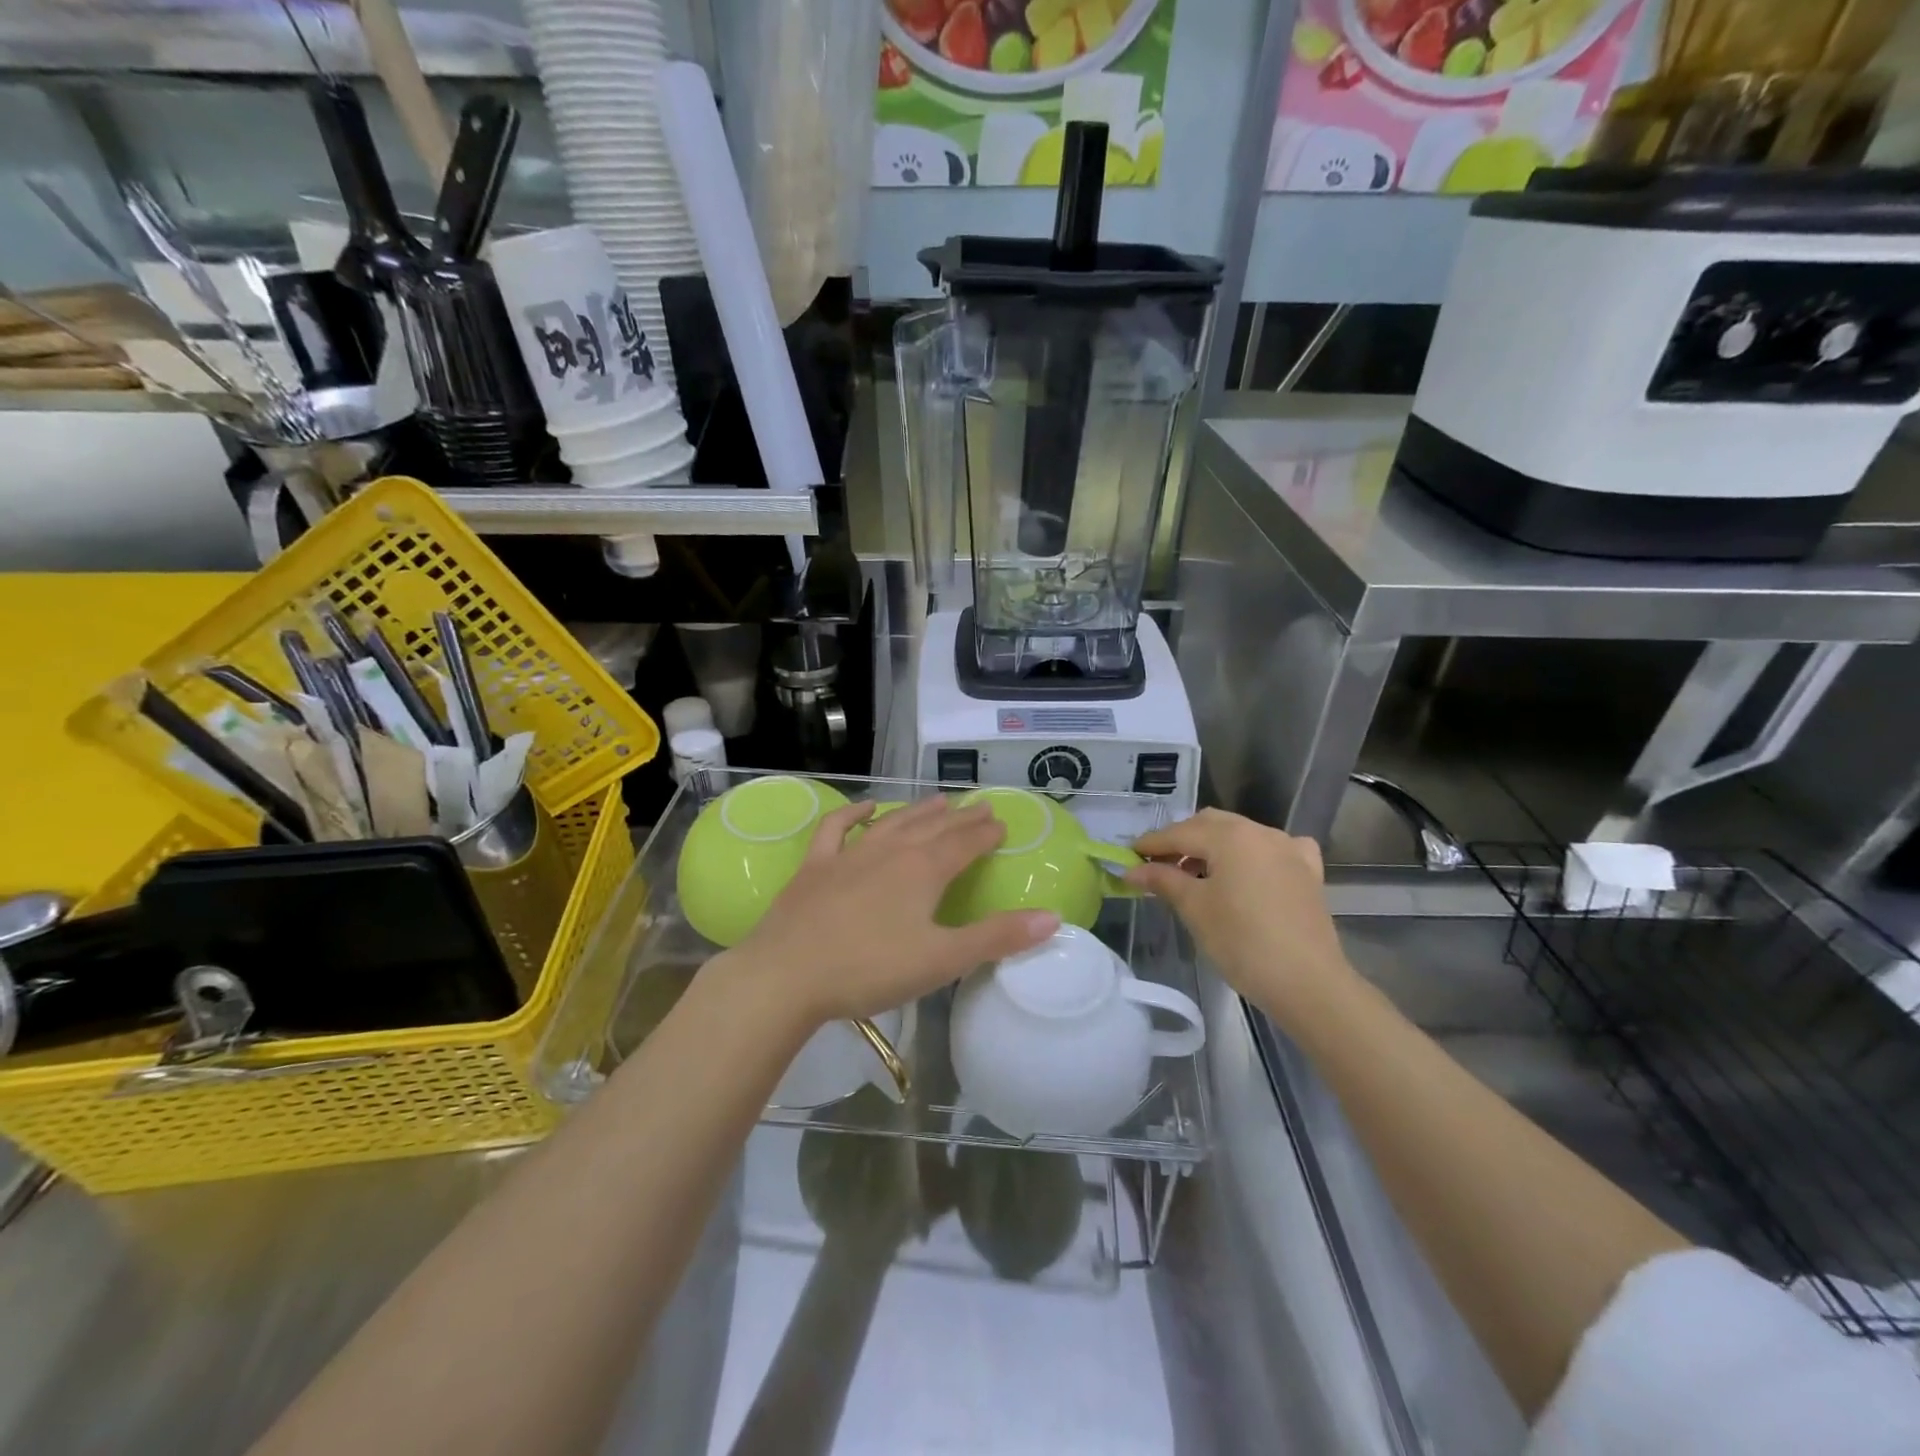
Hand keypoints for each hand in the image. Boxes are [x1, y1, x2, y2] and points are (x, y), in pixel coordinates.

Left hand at [721, 797, 1059, 1027]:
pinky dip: (853, 814)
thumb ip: (997, 938)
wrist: (786, 975)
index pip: (965, 843)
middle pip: (933, 827)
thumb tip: (1052, 917)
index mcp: (924, 870)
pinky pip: (837, 828)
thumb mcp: (942, 959)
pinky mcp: (816, 867)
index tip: (1001, 823)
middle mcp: (891, 851)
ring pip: (893, 823)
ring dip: (919, 811)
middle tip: (980, 807)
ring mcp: (850, 855)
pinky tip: (867, 808)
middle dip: (960, 818)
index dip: (986, 833)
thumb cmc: (870, 969)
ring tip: (939, 801)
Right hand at [1125, 809, 1354, 1029]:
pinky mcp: (1307, 872)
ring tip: (1194, 872)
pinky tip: (1249, 870)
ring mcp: (1289, 850)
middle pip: (1210, 825)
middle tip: (1157, 865)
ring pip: (1241, 834)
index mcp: (1230, 836)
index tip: (1127, 856)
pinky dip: (1253, 854)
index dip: (1150, 844)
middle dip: (1181, 840)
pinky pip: (1274, 850)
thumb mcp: (1194, 908)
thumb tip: (1132, 869)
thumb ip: (1162, 880)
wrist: (1307, 982)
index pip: (1179, 833)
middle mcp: (1260, 832)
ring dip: (1213, 846)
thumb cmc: (1242, 942)